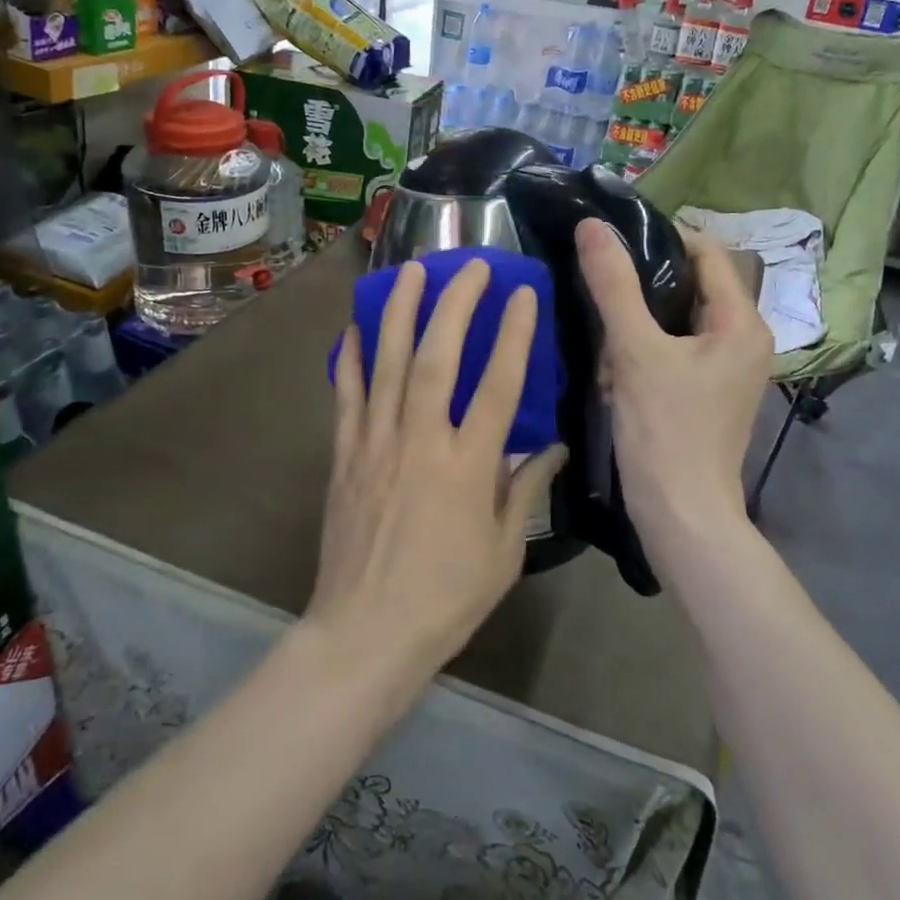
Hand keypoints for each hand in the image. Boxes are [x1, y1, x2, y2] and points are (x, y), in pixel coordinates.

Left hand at [310, 258, 566, 685]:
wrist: (366, 633)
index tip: (523, 294)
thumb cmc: (446, 597)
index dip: (513, 334)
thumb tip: (556, 447)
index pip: (498, 385)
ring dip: (399, 311)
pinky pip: (347, 395)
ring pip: (388, 363)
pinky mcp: (344, 455)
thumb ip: (527, 490)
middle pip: (438, 356)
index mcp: (468, 466)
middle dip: (455, 304)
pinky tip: (356, 326)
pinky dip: (351, 357)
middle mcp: (421, 441)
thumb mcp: (505, 551)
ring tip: (409, 271)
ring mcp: (376, 443)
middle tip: (469, 266)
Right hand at [575, 218, 771, 540]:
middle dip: (643, 289)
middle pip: (690, 287)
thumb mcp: (635, 351)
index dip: (660, 239)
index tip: (612, 243)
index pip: (706, 252)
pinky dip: (644, 352)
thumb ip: (614, 285)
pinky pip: (675, 352)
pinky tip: (614, 371)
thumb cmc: (665, 431)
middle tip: (601, 292)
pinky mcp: (708, 393)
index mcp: (741, 322)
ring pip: (677, 322)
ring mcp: (728, 370)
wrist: (681, 517)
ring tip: (604, 338)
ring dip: (638, 324)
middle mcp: (744, 340)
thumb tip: (592, 227)